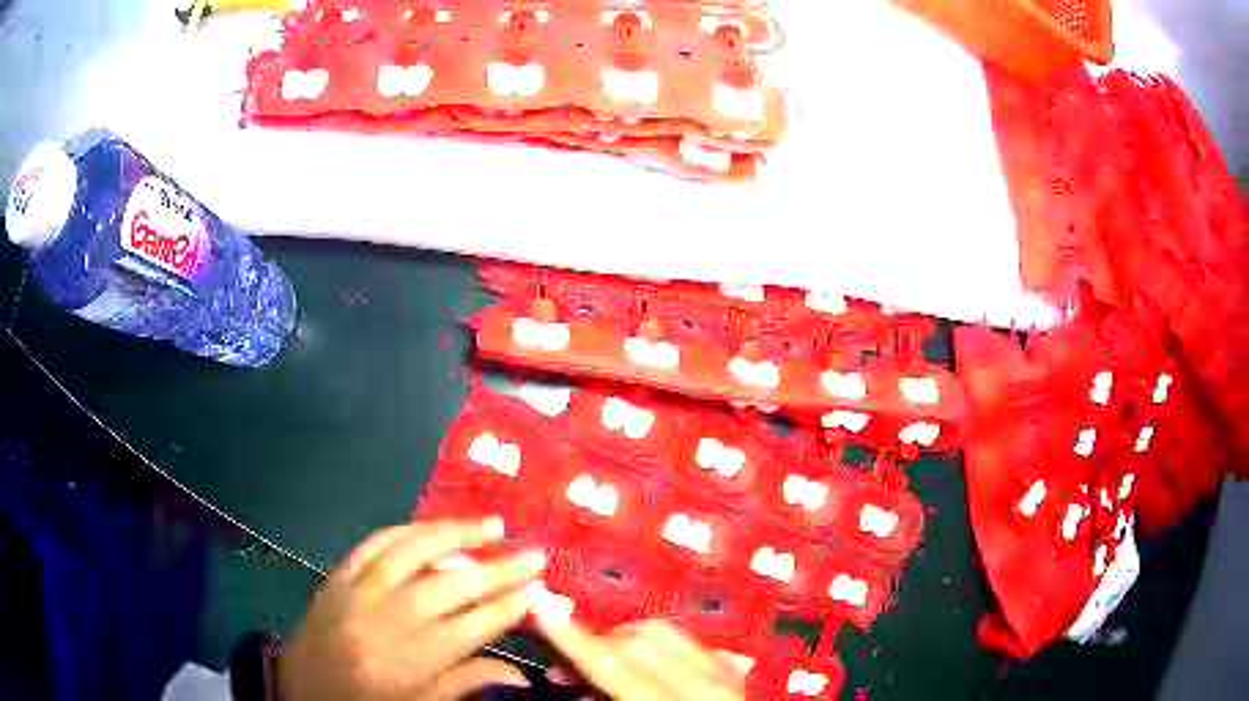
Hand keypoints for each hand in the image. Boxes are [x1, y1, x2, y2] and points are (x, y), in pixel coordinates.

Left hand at [280, 519, 545, 700]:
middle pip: (444, 589)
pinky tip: (434, 526)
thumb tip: (522, 676)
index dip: (503, 609)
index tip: (536, 590)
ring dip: (453, 535)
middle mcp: (379, 625)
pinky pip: (373, 544)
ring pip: (407, 554)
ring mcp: (353, 594)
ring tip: (491, 525)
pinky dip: (408, 530)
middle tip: (532, 554)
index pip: (464, 631)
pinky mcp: (336, 575)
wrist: (302, 688)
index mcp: (403, 667)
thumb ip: (466, 684)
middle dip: (494, 570)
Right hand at [533, 612, 746, 700]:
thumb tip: (573, 681)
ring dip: (623, 643)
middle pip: (637, 639)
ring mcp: (726, 672)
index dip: (574, 639)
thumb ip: (602, 700)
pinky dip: (654, 649)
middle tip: (568, 670)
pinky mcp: (732, 670)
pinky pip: (685, 642)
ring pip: (662, 632)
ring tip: (602, 668)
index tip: (543, 612)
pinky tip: (640, 669)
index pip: (616, 662)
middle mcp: (709, 681)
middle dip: (596, 646)